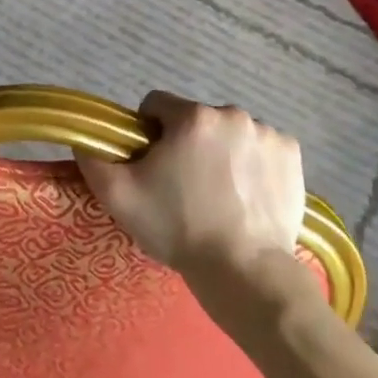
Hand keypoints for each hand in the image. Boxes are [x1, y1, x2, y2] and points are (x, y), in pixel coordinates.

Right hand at [75, 92, 309, 275]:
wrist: (246, 272)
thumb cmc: (178, 228)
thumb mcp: (119, 197)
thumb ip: (93, 159)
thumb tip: (85, 139)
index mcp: (192, 117)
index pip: (156, 105)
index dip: (146, 132)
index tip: (151, 165)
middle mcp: (232, 114)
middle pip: (194, 120)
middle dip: (185, 143)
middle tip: (182, 186)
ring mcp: (267, 133)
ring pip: (228, 133)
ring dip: (219, 152)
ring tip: (218, 195)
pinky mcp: (292, 155)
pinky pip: (260, 147)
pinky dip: (251, 163)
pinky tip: (246, 195)